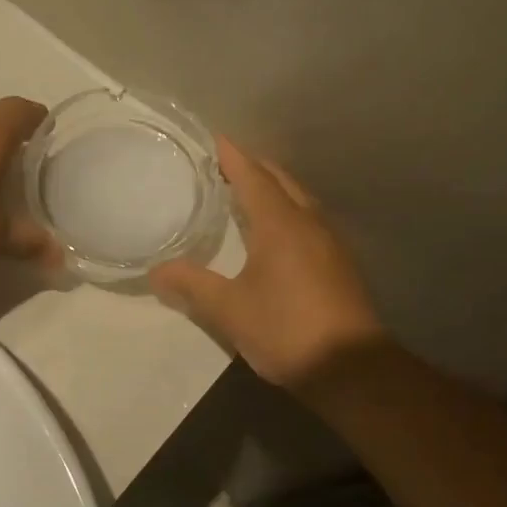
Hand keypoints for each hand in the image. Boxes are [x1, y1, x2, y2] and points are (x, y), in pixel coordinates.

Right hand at [149, 138, 386, 388]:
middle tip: (225, 165)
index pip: (253, 177)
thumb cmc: (285, 329)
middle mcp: (309, 223)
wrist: (349, 368)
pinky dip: (287, 214)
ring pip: (299, 201)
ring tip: (246, 195)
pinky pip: (308, 222)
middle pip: (281, 182)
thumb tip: (156, 271)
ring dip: (273, 190)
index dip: (233, 157)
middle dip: (254, 168)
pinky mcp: (339, 265)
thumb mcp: (228, 310)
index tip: (215, 139)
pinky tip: (275, 234)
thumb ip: (191, 286)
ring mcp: (329, 243)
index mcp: (281, 224)